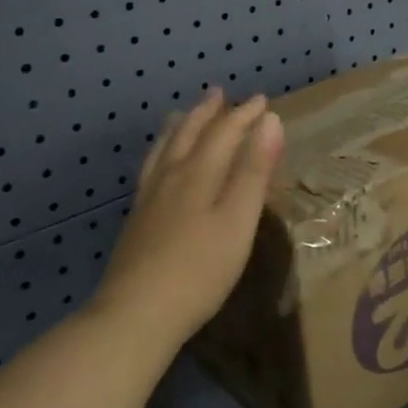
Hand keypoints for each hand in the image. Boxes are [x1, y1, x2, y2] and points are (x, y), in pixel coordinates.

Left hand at [94, 87, 284, 344]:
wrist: (136, 314)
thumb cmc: (201, 268)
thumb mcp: (239, 218)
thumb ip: (255, 169)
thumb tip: (270, 120)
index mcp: (200, 173)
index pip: (225, 132)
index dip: (244, 115)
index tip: (262, 100)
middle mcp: (172, 176)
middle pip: (189, 134)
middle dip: (207, 112)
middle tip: (218, 93)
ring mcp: (149, 198)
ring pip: (164, 150)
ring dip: (179, 127)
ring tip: (182, 114)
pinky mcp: (137, 220)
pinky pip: (150, 169)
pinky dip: (159, 153)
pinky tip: (158, 165)